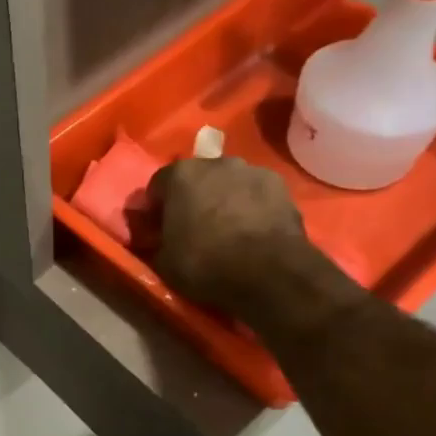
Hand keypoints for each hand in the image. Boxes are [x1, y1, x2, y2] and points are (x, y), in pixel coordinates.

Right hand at [144, 157, 348, 314]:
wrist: (269, 273)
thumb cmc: (206, 264)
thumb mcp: (164, 263)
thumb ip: (155, 243)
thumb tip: (156, 240)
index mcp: (180, 176)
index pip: (157, 186)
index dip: (155, 209)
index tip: (157, 229)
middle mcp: (215, 163)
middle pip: (196, 178)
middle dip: (192, 198)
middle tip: (192, 228)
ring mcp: (252, 171)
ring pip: (228, 183)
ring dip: (224, 199)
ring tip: (227, 229)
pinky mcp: (280, 186)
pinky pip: (256, 194)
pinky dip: (251, 207)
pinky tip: (252, 231)